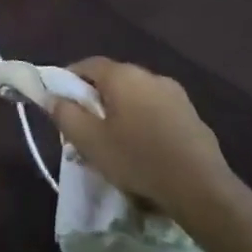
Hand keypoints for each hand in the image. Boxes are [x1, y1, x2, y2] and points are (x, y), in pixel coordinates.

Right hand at [48, 58, 251, 228]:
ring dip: (119, 113)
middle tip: (83, 128)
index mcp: (124, 75)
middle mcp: (150, 76)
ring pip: (135, 97)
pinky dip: (142, 123)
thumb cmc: (136, 159)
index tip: (58, 102)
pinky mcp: (191, 116)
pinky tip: (141, 151)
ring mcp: (175, 95)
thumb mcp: (89, 141)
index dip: (68, 79)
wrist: (200, 187)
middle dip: (94, 100)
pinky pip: (156, 112)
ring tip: (112, 144)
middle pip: (112, 80)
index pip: (87, 64)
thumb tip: (52, 97)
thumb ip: (65, 114)